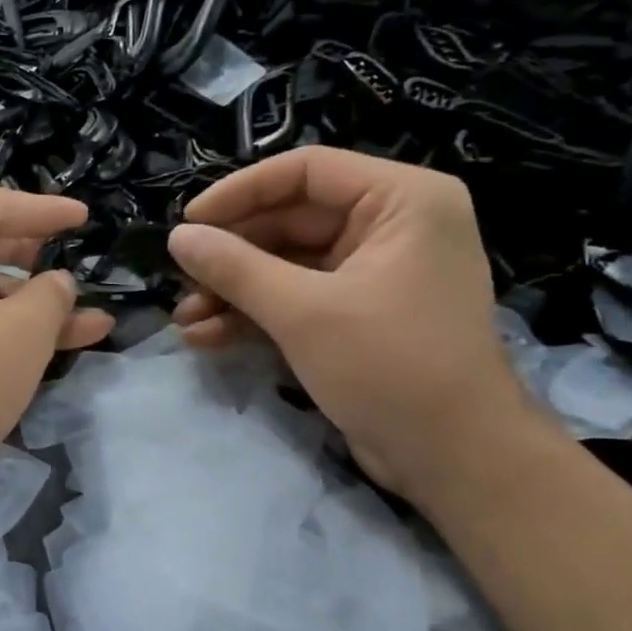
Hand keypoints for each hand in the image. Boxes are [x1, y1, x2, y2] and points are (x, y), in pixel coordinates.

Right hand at [168, 146, 537, 501]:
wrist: (453, 459)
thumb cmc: (390, 366)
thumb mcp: (303, 312)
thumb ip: (235, 268)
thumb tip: (178, 237)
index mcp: (401, 201)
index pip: (306, 171)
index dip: (240, 192)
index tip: (188, 222)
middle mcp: (390, 226)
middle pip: (290, 220)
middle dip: (231, 255)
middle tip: (180, 278)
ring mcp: (372, 274)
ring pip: (286, 265)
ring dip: (233, 291)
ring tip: (185, 318)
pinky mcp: (356, 315)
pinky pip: (296, 299)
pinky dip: (254, 315)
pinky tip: (206, 336)